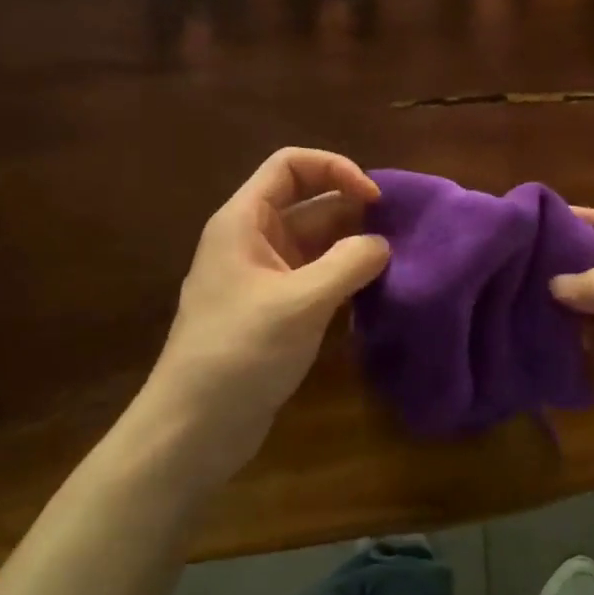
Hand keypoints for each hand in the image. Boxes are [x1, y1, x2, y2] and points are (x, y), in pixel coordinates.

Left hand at [123, 148, 389, 494]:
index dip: (335, 168)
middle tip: (400, 232)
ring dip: (353, 247)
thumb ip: (349, 264)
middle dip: (353, 211)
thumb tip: (383, 245)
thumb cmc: (240, 352)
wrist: (193, 429)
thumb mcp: (301, 302)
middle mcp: (253, 240)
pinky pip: (316, 278)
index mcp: (245, 221)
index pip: (290, 165)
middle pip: (309, 203)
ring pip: (316, 243)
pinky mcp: (275, 311)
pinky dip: (345, 278)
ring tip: (397, 261)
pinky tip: (375, 294)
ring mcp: (264, 278)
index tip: (374, 198)